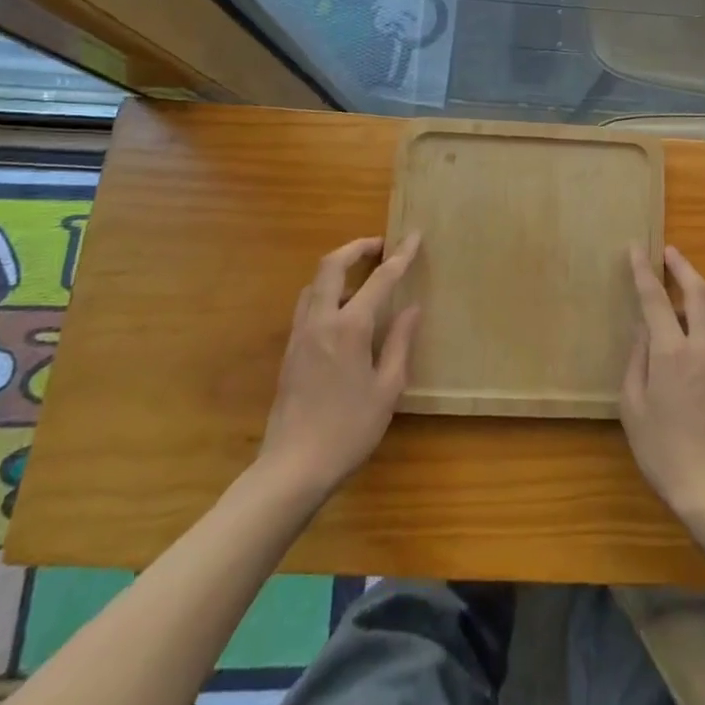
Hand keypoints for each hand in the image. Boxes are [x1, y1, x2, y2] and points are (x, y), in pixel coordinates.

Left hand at [255, 234, 421, 502]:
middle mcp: (321, 321)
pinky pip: (308, 304)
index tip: (415, 237)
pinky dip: (327, 291)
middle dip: (357, 247)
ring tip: (363, 276)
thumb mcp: (388, 388)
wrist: (292, 468)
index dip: (400, 256)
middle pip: (332, 265)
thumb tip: (411, 308)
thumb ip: (400, 342)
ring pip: (315, 283)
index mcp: (350, 327)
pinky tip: (344, 311)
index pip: (379, 279)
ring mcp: (300, 334)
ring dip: (339, 268)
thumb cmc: (349, 429)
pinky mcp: (290, 350)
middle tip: (381, 246)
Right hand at [620, 246, 704, 531]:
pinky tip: (700, 356)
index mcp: (672, 352)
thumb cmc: (663, 451)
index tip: (636, 248)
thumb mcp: (633, 407)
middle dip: (684, 267)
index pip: (656, 299)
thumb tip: (643, 331)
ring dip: (704, 299)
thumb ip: (637, 361)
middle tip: (671, 253)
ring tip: (687, 303)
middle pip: (699, 292)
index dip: (644, 270)